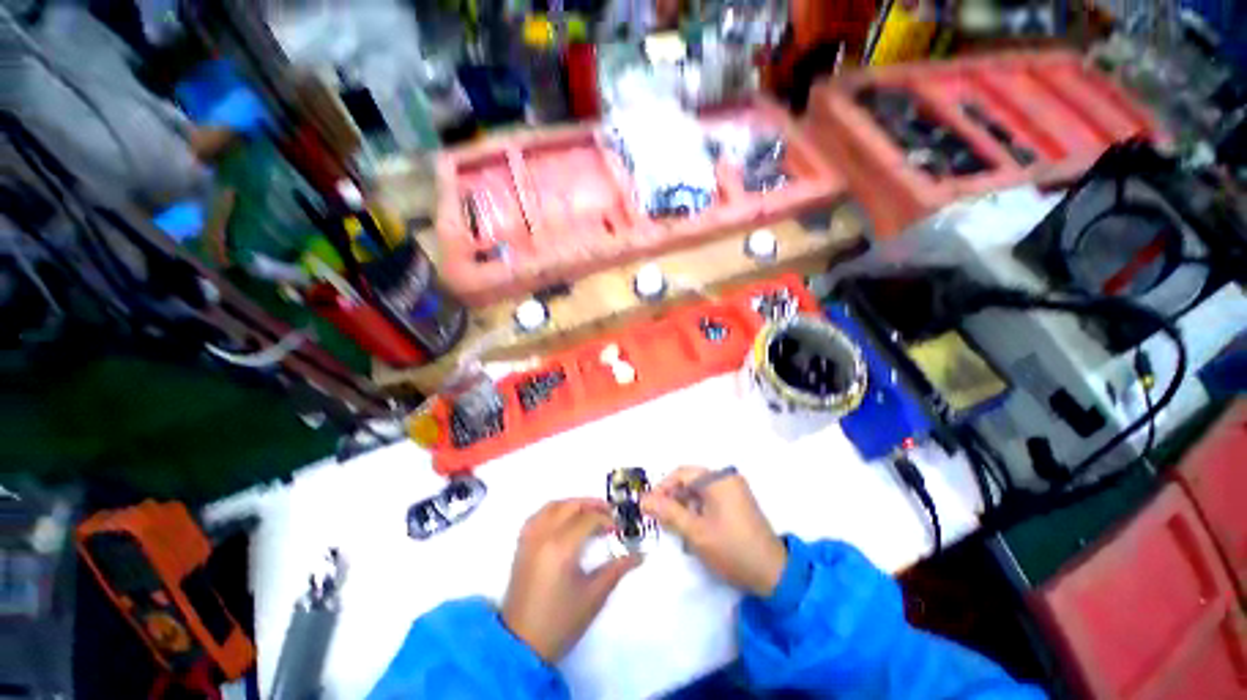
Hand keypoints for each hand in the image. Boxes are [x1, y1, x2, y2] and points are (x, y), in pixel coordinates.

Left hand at [501, 499, 640, 662]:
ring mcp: (529, 539)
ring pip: (553, 506)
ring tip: (588, 513)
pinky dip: (554, 511)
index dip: (607, 520)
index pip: (588, 519)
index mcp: (561, 547)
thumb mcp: (594, 596)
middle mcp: (543, 535)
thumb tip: (638, 555)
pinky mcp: (521, 545)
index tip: (618, 529)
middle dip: (591, 505)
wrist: (521, 645)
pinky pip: (538, 516)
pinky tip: (563, 520)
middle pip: (570, 506)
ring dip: (572, 504)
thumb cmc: (561, 622)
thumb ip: (616, 570)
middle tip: (608, 514)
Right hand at [642, 467, 786, 596]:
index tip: (648, 505)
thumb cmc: (731, 549)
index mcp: (718, 479)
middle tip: (659, 519)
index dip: (662, 487)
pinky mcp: (738, 504)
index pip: (681, 473)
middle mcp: (727, 479)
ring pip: (699, 492)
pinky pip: (710, 500)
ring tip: (675, 528)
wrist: (773, 574)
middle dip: (673, 499)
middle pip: (690, 481)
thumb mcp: (695, 532)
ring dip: (684, 507)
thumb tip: (643, 499)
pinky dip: (698, 511)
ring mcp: (734, 491)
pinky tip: (692, 530)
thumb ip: (667, 512)